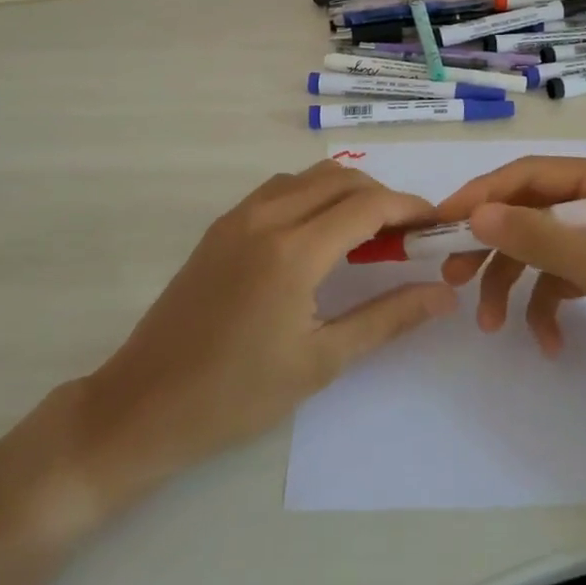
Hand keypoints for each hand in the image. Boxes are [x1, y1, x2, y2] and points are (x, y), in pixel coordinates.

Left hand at [73, 162, 457, 505]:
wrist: (141, 407)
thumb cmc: (236, 395)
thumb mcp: (321, 361)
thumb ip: (388, 318)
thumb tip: (444, 294)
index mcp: (294, 251)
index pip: (369, 205)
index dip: (410, 208)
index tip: (437, 224)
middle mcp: (267, 217)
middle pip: (342, 179)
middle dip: (383, 197)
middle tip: (407, 236)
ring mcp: (238, 217)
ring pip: (309, 177)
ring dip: (347, 192)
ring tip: (368, 234)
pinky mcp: (221, 226)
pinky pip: (280, 189)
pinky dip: (313, 195)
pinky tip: (320, 235)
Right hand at [436, 154, 585, 401]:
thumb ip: (541, 238)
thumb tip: (476, 214)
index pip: (528, 175)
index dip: (481, 196)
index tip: (441, 225)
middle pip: (531, 210)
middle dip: (493, 245)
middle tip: (455, 278)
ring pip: (545, 247)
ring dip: (516, 282)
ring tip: (492, 324)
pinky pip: (568, 278)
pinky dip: (551, 305)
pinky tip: (549, 342)